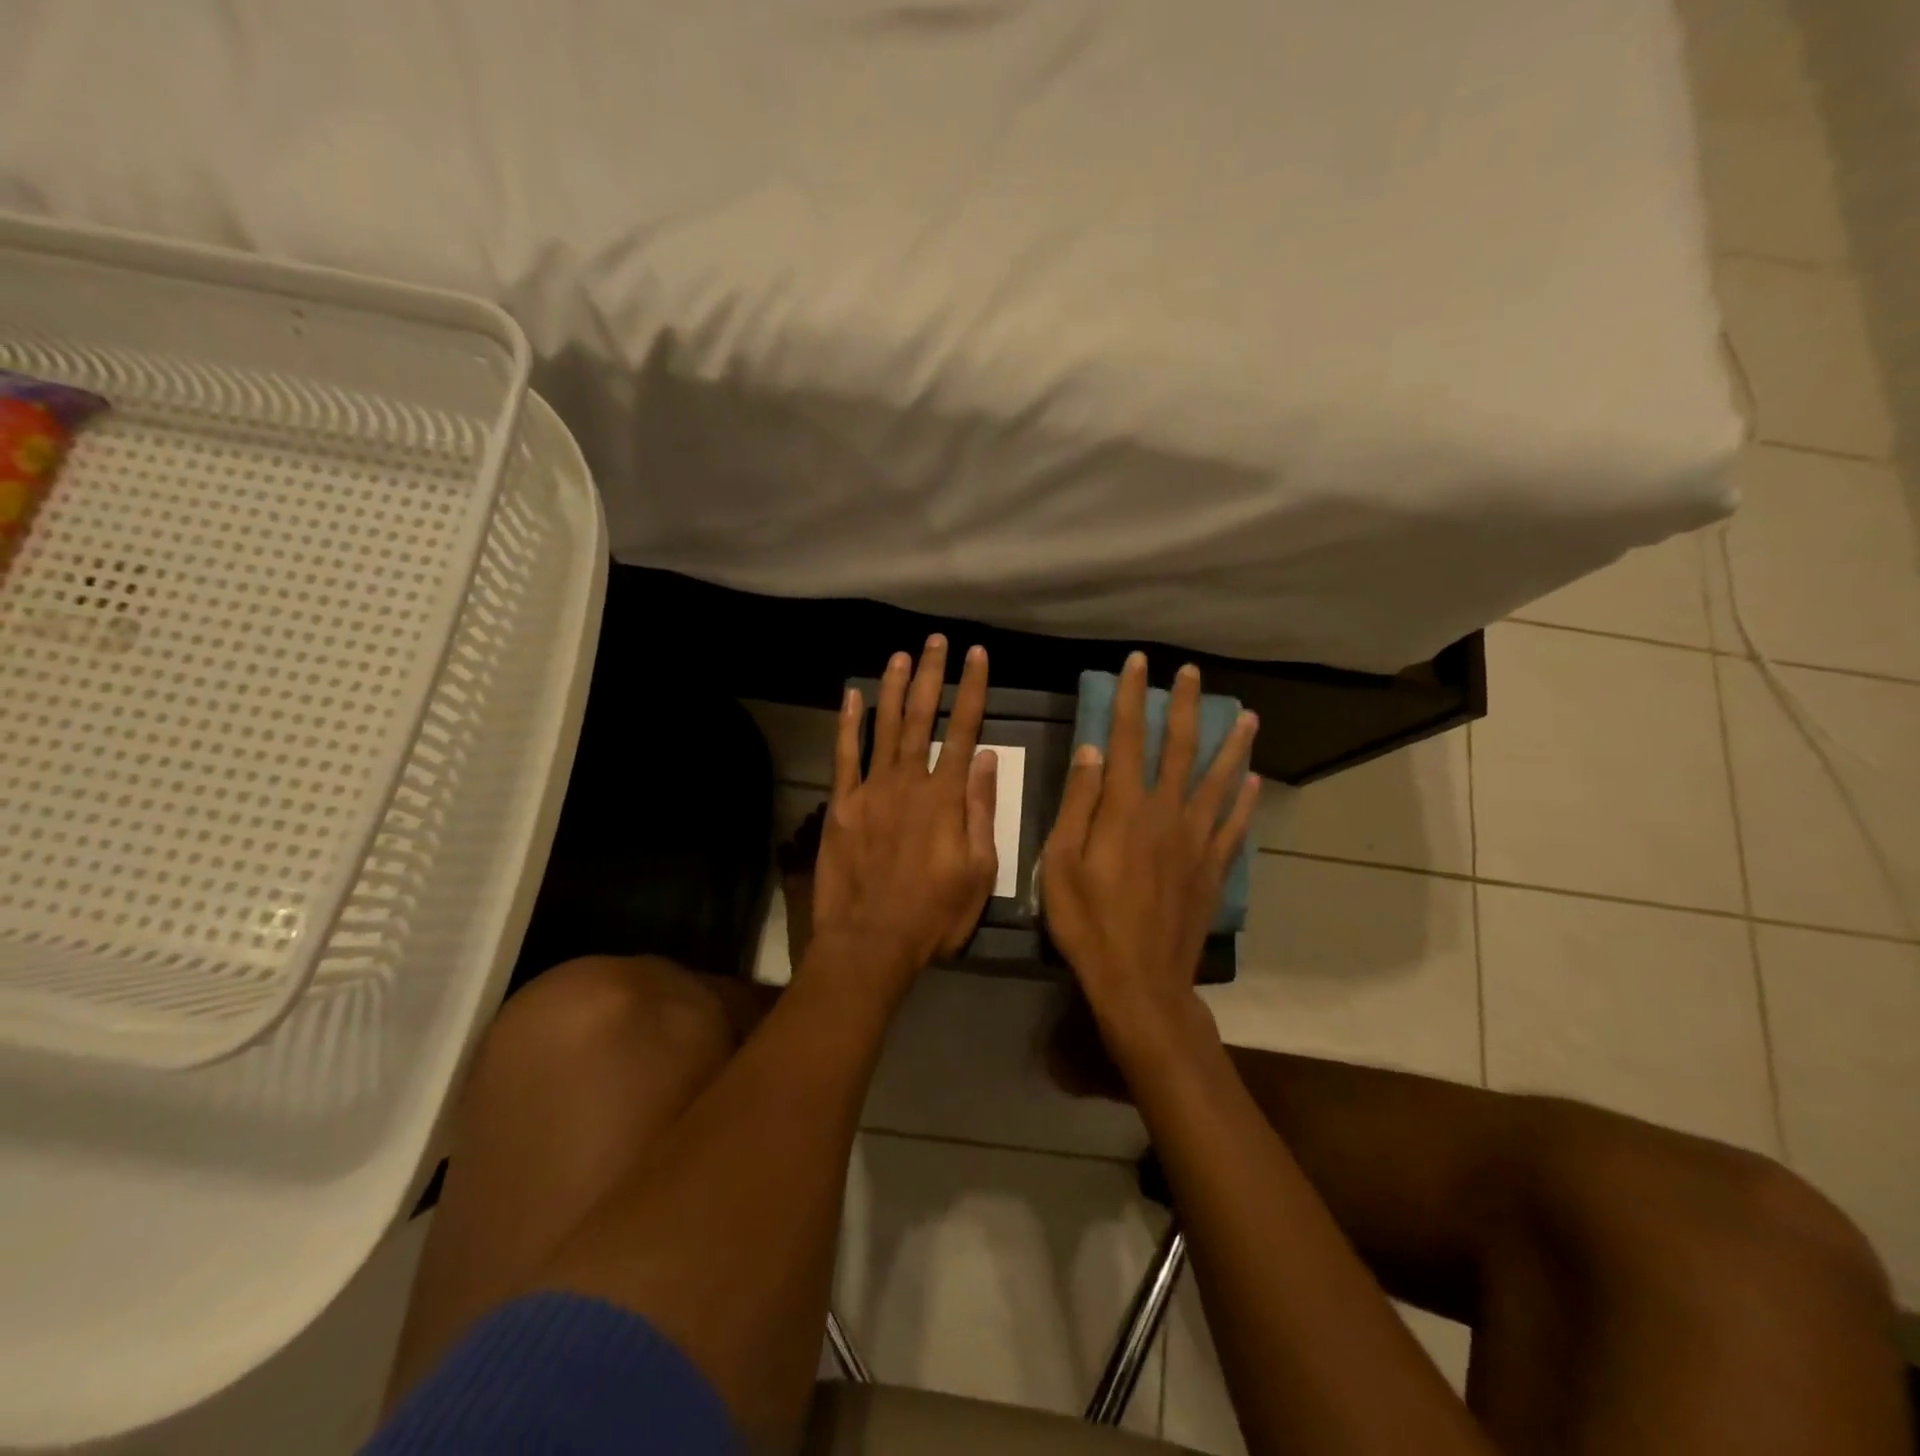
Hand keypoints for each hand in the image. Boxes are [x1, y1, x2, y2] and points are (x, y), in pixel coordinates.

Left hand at [811, 636, 999, 986]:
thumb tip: (987, 757)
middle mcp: (909, 781)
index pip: (964, 729)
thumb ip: (982, 810)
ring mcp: (872, 790)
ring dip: (894, 688)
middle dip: (932, 675)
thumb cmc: (934, 913)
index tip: (977, 655)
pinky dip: (848, 724)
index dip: (972, 689)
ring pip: (885, 727)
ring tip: (901, 655)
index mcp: (946, 796)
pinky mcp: (842, 805)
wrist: (871, 941)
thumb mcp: (979, 870)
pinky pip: (844, 756)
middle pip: (923, 717)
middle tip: (936, 641)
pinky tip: (851, 696)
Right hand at [1041, 653, 1259, 1042]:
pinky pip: (1234, 824)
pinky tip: (1254, 780)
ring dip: (1232, 744)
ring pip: (1218, 780)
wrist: (1139, 979)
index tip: (1138, 664)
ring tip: (1247, 716)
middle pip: (1179, 748)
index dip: (1132, 698)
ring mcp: (1196, 840)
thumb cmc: (1088, 920)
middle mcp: (1167, 812)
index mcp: (1125, 808)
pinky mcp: (1213, 867)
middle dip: (1184, 706)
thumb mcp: (1061, 861)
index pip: (1127, 739)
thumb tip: (1090, 750)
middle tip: (1194, 673)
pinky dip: (1245, 799)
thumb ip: (1078, 803)